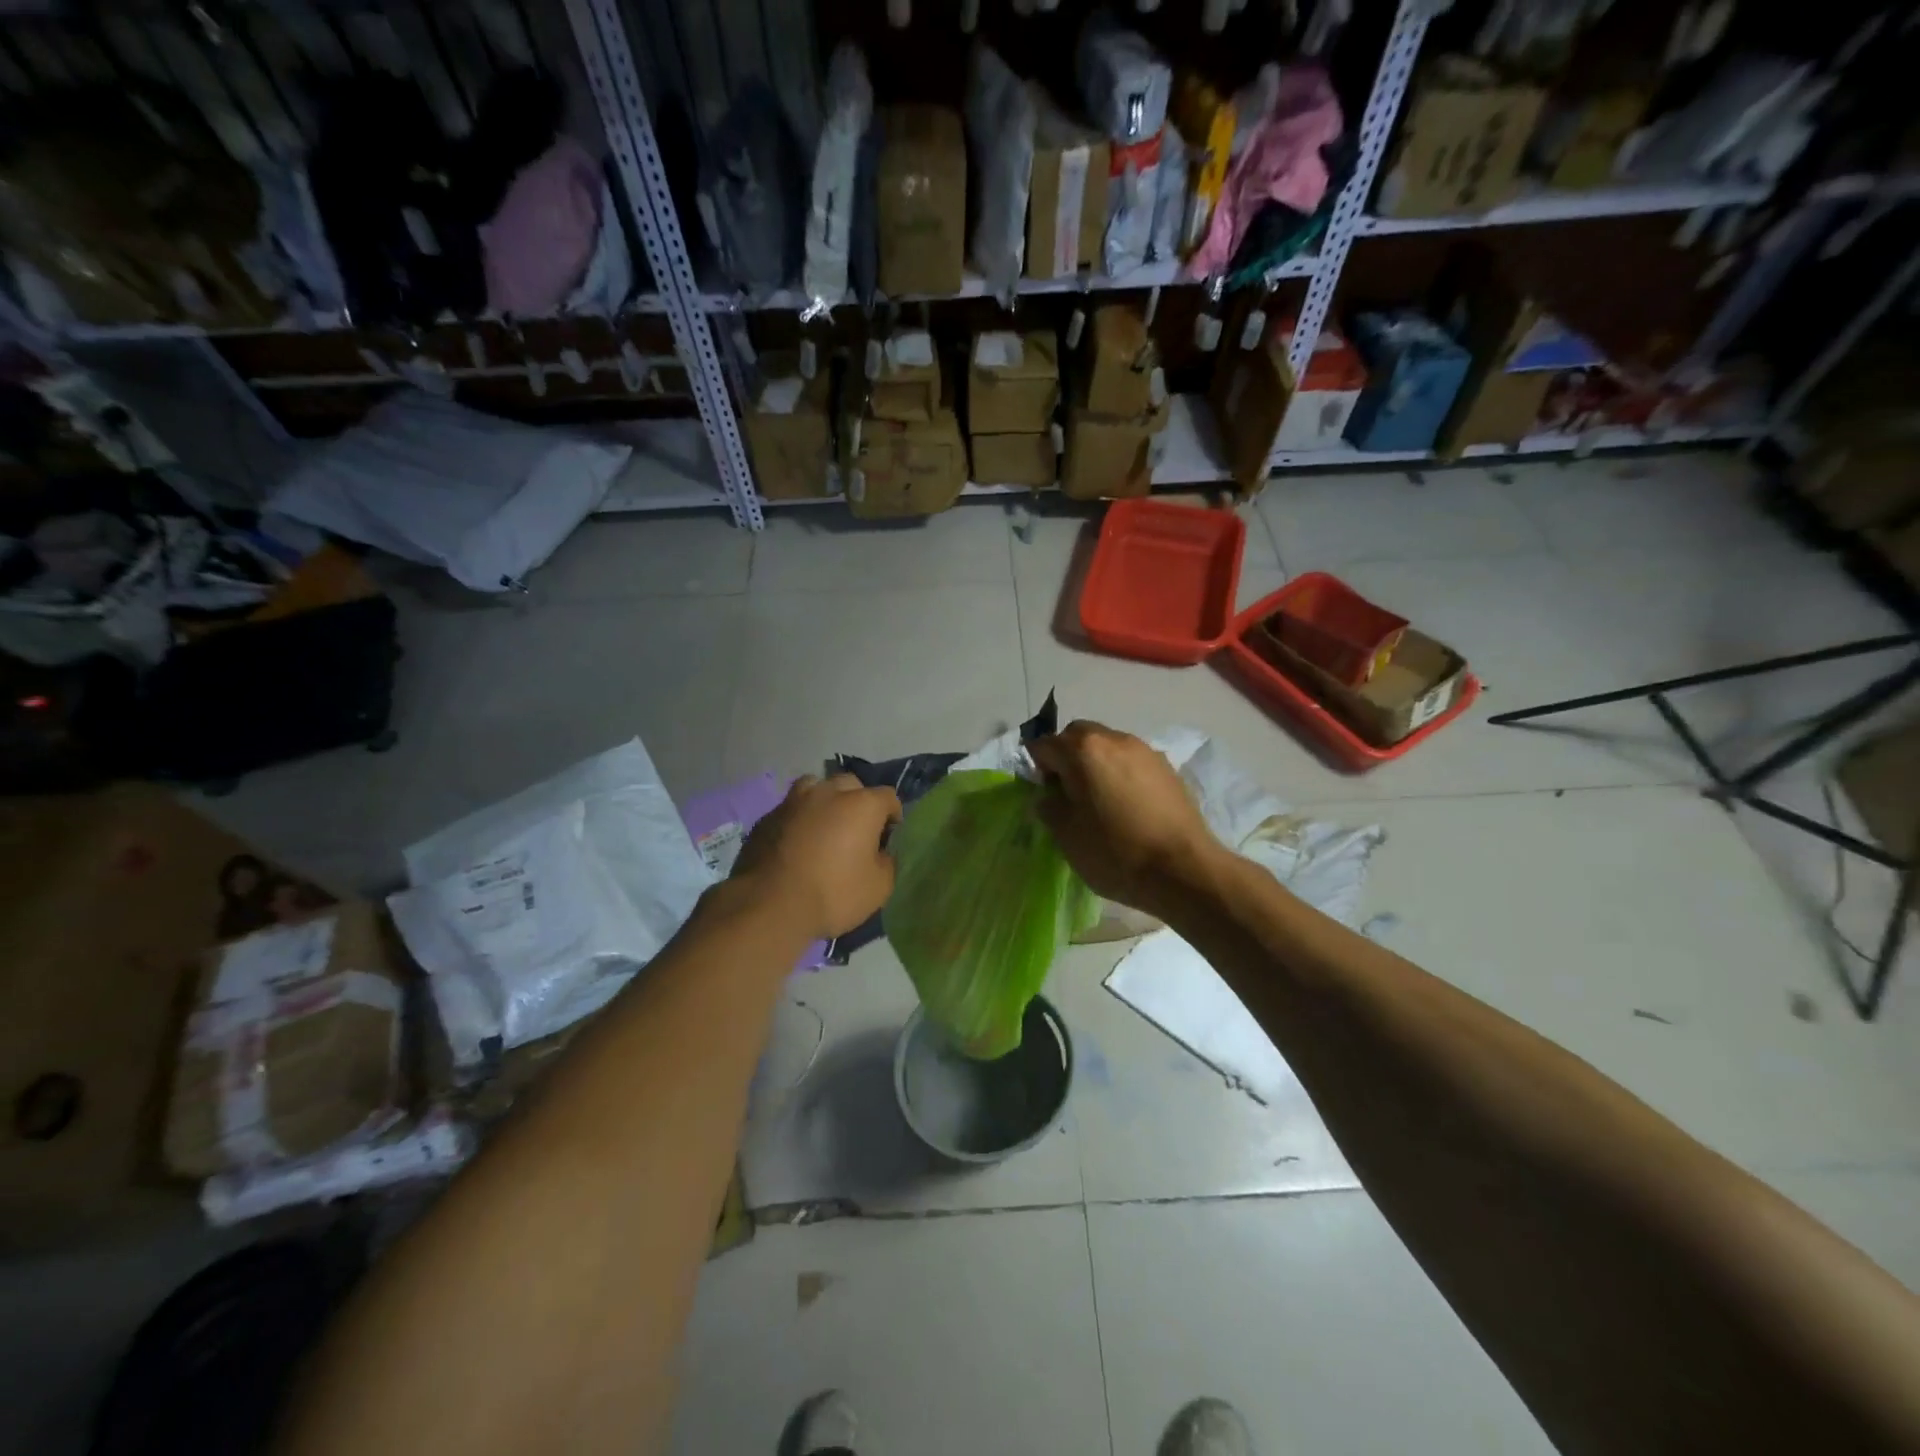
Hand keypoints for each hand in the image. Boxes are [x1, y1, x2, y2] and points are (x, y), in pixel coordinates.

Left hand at [731, 774, 902, 939]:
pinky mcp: (767, 817)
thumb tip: (880, 852)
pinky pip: (791, 810)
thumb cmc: (833, 894)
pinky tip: (796, 844)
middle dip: (858, 802)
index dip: (892, 818)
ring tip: (824, 828)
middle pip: (851, 785)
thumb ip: (887, 862)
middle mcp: (828, 793)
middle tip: (856, 832)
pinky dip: (799, 820)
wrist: (769, 906)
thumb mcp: (879, 887)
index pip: (888, 798)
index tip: (887, 840)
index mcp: (861, 805)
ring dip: (825, 802)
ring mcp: (793, 801)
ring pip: (815, 788)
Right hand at [1029, 721, 1221, 917]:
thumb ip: (1049, 806)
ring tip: (1100, 801)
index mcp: (1082, 750)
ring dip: (1095, 764)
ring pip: (1107, 745)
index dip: (1036, 769)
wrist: (1184, 870)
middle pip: (1077, 736)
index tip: (1044, 796)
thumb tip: (1049, 794)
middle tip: (1068, 794)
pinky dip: (1121, 773)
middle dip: (1066, 757)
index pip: (1043, 745)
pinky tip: (1128, 806)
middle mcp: (1113, 739)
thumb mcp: (1066, 835)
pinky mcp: (1167, 767)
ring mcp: (1144, 750)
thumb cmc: (1116, 852)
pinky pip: (1131, 761)